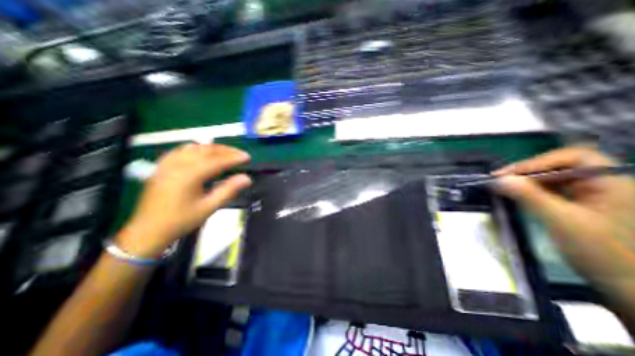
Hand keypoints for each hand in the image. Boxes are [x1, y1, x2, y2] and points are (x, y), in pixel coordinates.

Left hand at [117, 143, 251, 257]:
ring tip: (226, 152)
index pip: (217, 160)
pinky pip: (181, 150)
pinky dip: (196, 148)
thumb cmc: (181, 220)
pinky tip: (202, 152)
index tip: (247, 157)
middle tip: (240, 154)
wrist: (148, 231)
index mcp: (190, 175)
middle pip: (207, 150)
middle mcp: (178, 165)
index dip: (234, 158)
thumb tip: (247, 178)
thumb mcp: (209, 207)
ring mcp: (167, 164)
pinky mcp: (162, 167)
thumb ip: (229, 190)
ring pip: (194, 147)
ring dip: (213, 148)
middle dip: (226, 150)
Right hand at [492, 147, 634, 285]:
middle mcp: (601, 184)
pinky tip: (515, 195)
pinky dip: (529, 191)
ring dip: (525, 181)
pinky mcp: (576, 205)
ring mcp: (589, 195)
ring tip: (502, 187)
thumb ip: (529, 196)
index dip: (536, 162)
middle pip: (558, 166)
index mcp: (611, 183)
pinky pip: (549, 190)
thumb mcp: (561, 221)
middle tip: (498, 180)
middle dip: (526, 172)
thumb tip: (499, 179)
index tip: (507, 174)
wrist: (627, 286)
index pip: (572, 157)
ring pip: (550, 178)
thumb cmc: (602, 252)